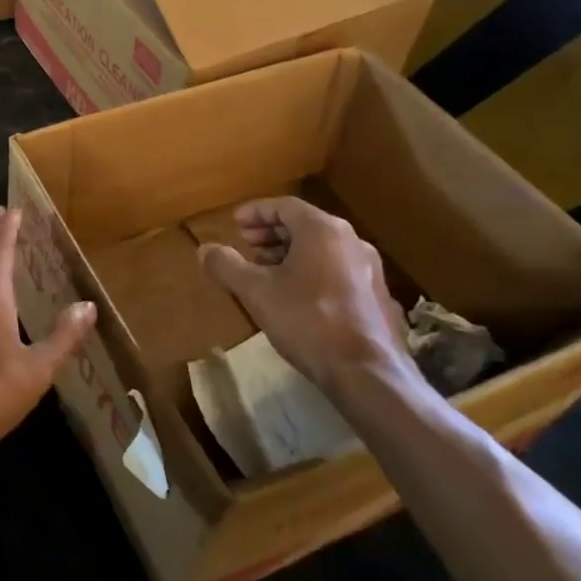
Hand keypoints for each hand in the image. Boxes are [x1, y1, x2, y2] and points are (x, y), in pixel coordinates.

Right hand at [198, 197, 413, 393]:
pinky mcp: (377, 295)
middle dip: (271, 232)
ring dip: (290, 252)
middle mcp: (351, 240)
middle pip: (305, 224)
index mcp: (323, 230)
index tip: (235, 223)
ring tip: (266, 270)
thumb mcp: (256, 292)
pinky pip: (337, 268)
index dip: (256, 212)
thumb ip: (227, 266)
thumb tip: (204, 249)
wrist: (368, 374)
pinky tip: (295, 294)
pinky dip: (311, 269)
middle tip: (246, 244)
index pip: (284, 206)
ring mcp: (368, 268)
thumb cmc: (308, 321)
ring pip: (322, 247)